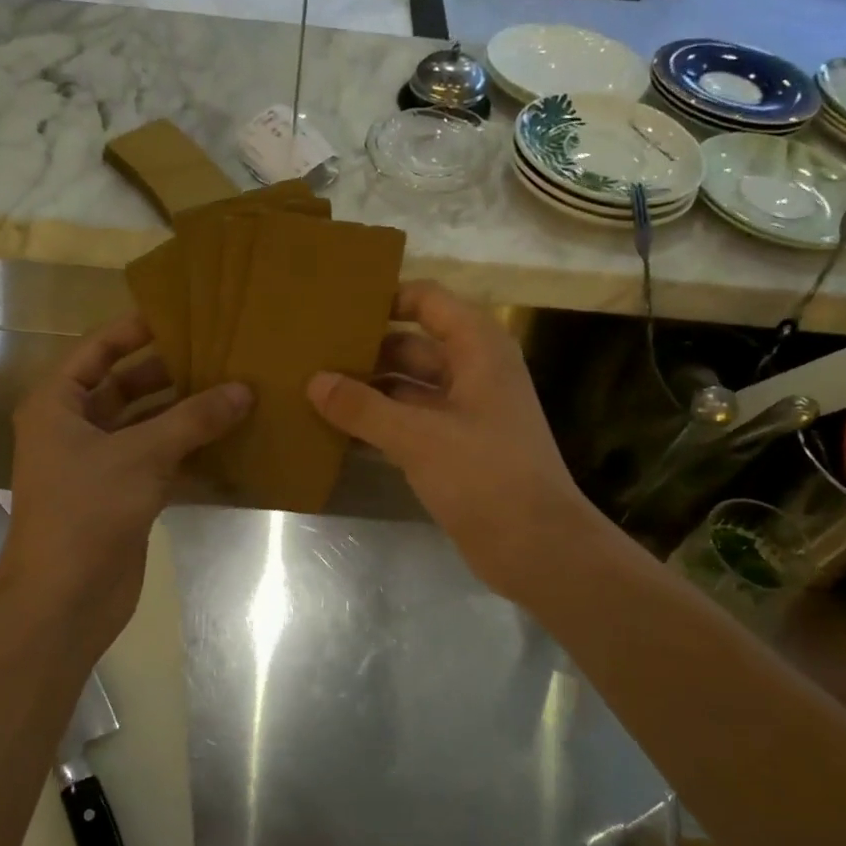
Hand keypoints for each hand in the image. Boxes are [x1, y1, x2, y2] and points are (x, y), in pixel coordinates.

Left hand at [0, 316, 249, 655]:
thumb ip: (193, 419)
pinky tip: (227, 438)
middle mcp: (74, 428)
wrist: (64, 598)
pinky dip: (188, 450)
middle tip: (221, 352)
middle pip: (125, 385)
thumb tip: (244, 389)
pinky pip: (158, 459)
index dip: (136, 329)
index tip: (182, 312)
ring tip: (234, 389)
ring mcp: (98, 464)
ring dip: (184, 412)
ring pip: (146, 425)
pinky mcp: (122, 495)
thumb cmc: (86, 511)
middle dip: (170, 371)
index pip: (97, 349)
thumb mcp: (140, 455)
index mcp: (57, 404)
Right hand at [307, 281, 604, 603]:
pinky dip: (378, 424)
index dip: (385, 298)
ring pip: (406, 389)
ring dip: (367, 390)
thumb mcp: (418, 437)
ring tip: (312, 389)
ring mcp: (464, 413)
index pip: (427, 301)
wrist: (536, 546)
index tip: (335, 307)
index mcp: (477, 349)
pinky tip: (337, 431)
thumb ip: (363, 408)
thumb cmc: (485, 476)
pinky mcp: (454, 449)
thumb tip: (314, 381)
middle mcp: (472, 372)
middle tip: (309, 353)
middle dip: (365, 350)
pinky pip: (408, 423)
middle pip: (411, 346)